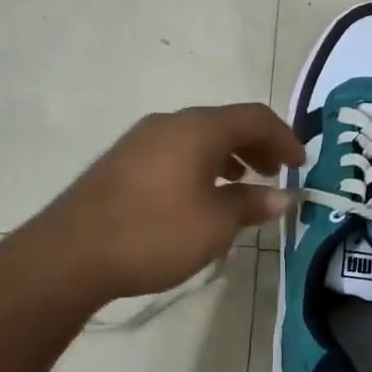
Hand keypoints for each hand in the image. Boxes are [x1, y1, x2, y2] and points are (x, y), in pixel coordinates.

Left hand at [17, 103, 302, 304]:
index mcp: (198, 128)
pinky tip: (199, 195)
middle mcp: (171, 122)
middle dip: (257, 145)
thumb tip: (285, 196)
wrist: (71, 253)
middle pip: (226, 123)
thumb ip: (252, 204)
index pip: (255, 117)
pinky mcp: (123, 159)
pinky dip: (200, 163)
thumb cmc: (154, 234)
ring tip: (243, 183)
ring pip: (199, 136)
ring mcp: (142, 139)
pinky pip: (176, 149)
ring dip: (228, 155)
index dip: (284, 137)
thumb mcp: (214, 224)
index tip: (301, 163)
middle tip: (276, 172)